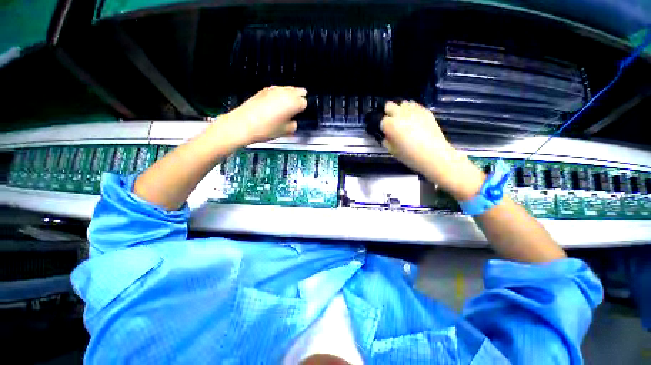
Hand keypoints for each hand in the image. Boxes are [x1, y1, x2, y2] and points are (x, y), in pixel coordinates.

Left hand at [214, 86, 307, 145]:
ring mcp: (273, 89)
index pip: (305, 102)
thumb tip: (293, 121)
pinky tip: (276, 105)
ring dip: (290, 96)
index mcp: (293, 102)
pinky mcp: (263, 90)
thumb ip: (294, 125)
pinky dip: (280, 95)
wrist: (242, 125)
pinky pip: (278, 90)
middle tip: (297, 109)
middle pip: (298, 91)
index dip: (303, 109)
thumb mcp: (285, 131)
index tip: (300, 115)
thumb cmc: (267, 129)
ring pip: (287, 89)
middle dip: (299, 99)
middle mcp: (284, 92)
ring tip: (287, 107)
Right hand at [380, 101, 484, 199]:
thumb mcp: (393, 151)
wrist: (435, 155)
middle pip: (389, 105)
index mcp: (390, 125)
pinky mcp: (425, 111)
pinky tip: (414, 120)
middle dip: (388, 113)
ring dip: (400, 110)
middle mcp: (400, 114)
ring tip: (404, 120)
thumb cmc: (411, 156)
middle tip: (392, 123)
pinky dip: (412, 110)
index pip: (381, 121)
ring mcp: (414, 111)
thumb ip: (387, 141)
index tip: (385, 132)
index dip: (383, 127)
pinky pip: (415, 105)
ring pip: (402, 103)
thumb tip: (387, 136)